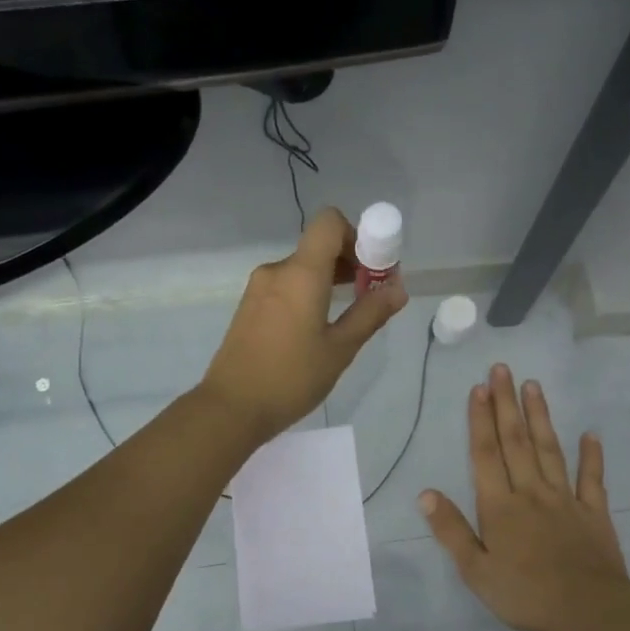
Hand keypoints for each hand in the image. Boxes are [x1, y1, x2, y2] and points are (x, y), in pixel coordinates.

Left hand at [199, 208, 407, 441]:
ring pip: (302, 269)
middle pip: (318, 247)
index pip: (329, 222)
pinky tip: (315, 330)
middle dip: (349, 263)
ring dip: (328, 282)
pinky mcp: (249, 307)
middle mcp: (277, 271)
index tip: (371, 270)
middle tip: (369, 298)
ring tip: (346, 318)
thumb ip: (370, 313)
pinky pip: (285, 287)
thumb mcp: (340, 349)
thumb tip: (398, 288)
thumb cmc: (291, 378)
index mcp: (301, 273)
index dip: (357, 236)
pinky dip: (307, 295)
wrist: (231, 408)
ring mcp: (258, 289)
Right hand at [421, 365, 629, 630]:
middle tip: (503, 369)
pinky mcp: (594, 513)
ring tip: (534, 386)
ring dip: (540, 417)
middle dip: (506, 404)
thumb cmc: (526, 594)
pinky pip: (592, 479)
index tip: (479, 388)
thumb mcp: (476, 571)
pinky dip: (591, 456)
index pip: (485, 455)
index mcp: (500, 507)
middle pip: (516, 441)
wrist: (589, 610)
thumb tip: (425, 493)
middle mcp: (531, 492)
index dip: (480, 420)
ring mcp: (565, 499)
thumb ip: (451, 530)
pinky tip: (591, 434)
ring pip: (550, 450)